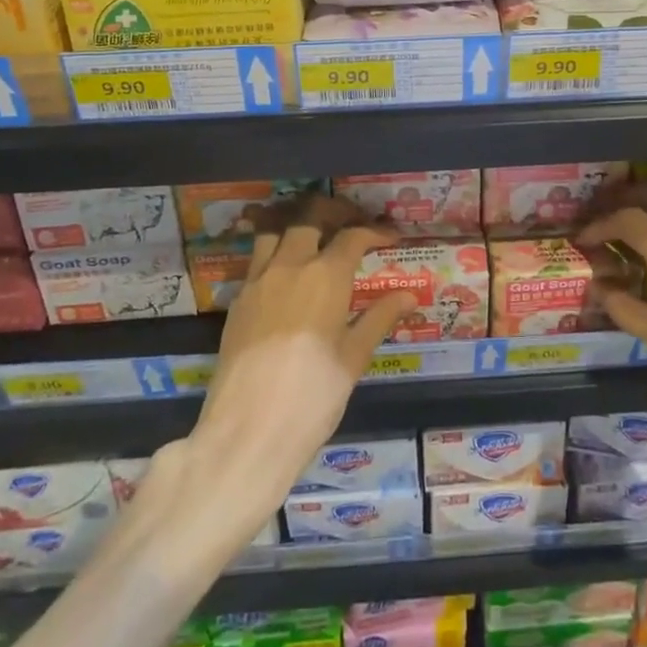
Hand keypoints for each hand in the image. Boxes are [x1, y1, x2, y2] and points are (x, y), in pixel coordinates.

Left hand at [184, 197, 410, 543]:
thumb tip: (410, 295)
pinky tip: (285, 274)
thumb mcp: (354, 358)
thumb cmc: (312, 397)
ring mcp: (257, 281)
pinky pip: (256, 261)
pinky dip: (273, 253)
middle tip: (351, 223)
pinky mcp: (236, 302)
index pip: (352, 237)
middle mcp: (289, 266)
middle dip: (333, 214)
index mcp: (325, 276)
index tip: (390, 237)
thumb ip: (379, 319)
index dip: (374, 232)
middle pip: (309, 219)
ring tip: (313, 236)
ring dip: (295, 226)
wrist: (247, 433)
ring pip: (274, 232)